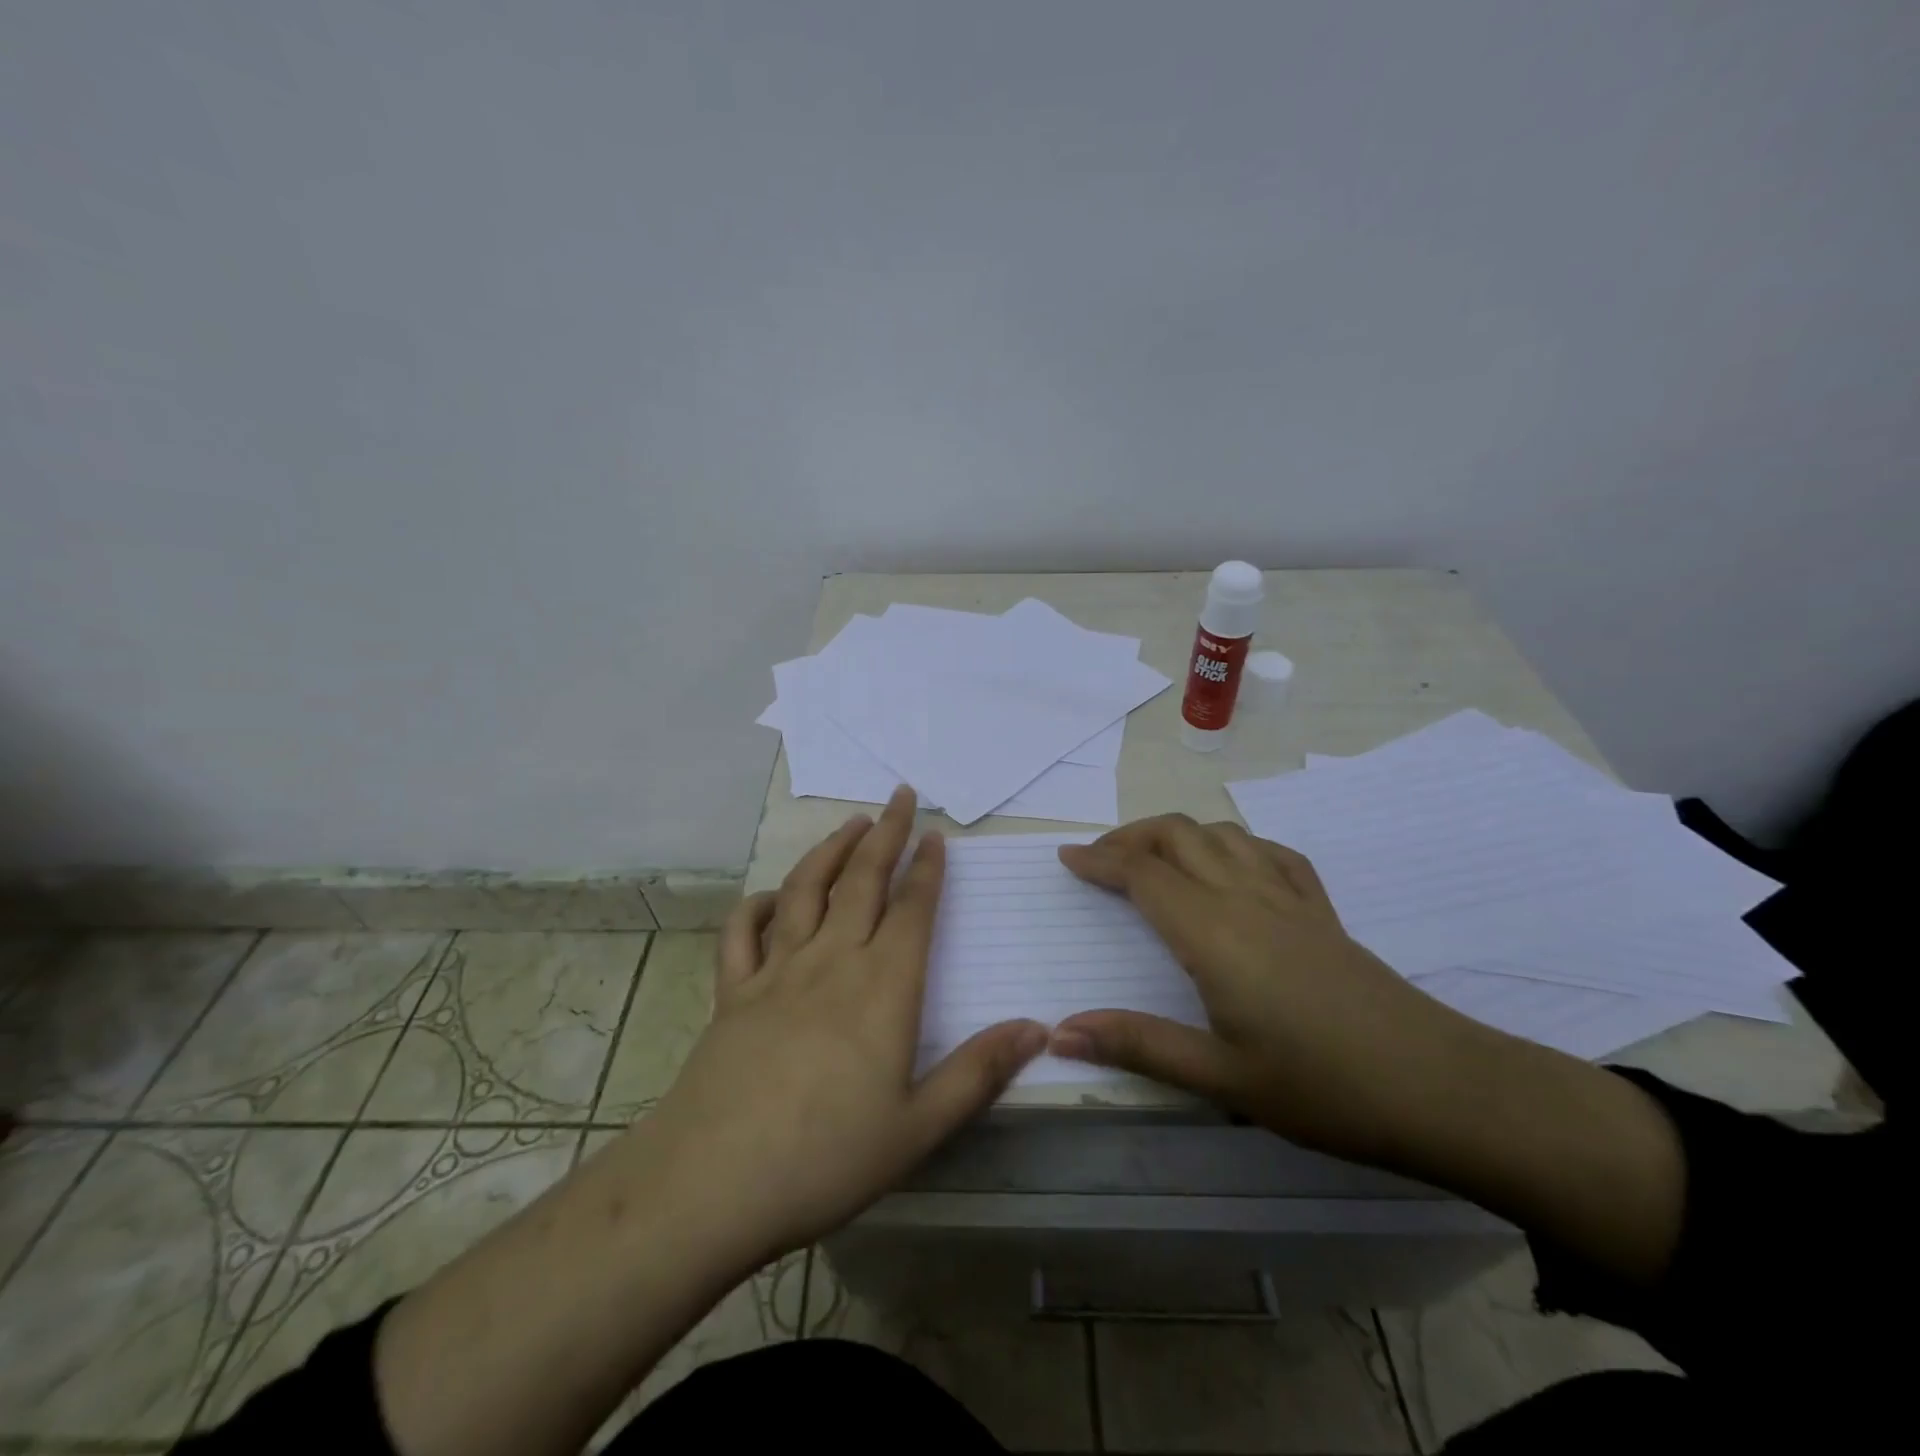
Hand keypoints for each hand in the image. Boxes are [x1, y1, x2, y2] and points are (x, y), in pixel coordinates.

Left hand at [643, 786, 1048, 1266]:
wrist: (713, 1184)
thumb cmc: (827, 1158)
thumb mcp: (919, 1127)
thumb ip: (979, 1071)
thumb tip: (1038, 1027)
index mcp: (882, 988)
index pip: (912, 909)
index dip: (927, 868)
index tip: (936, 835)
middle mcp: (831, 962)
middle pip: (862, 880)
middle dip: (886, 833)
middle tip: (900, 795)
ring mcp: (775, 972)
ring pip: (805, 890)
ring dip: (830, 849)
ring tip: (852, 822)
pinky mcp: (731, 992)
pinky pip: (743, 933)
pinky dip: (758, 905)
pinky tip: (772, 897)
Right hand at [1054, 814, 1686, 1286]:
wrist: (1440, 1088)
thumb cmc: (1322, 1088)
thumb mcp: (1220, 1078)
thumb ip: (1138, 1045)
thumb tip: (1059, 1032)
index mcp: (1213, 934)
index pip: (1143, 874)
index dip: (1101, 860)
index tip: (1067, 857)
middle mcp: (1246, 898)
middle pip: (1178, 836)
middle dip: (1130, 837)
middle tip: (1099, 859)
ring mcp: (1289, 898)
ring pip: (1222, 835)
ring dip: (1178, 834)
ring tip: (1153, 859)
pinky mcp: (1322, 910)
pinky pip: (1271, 853)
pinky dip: (1235, 844)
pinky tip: (1232, 867)